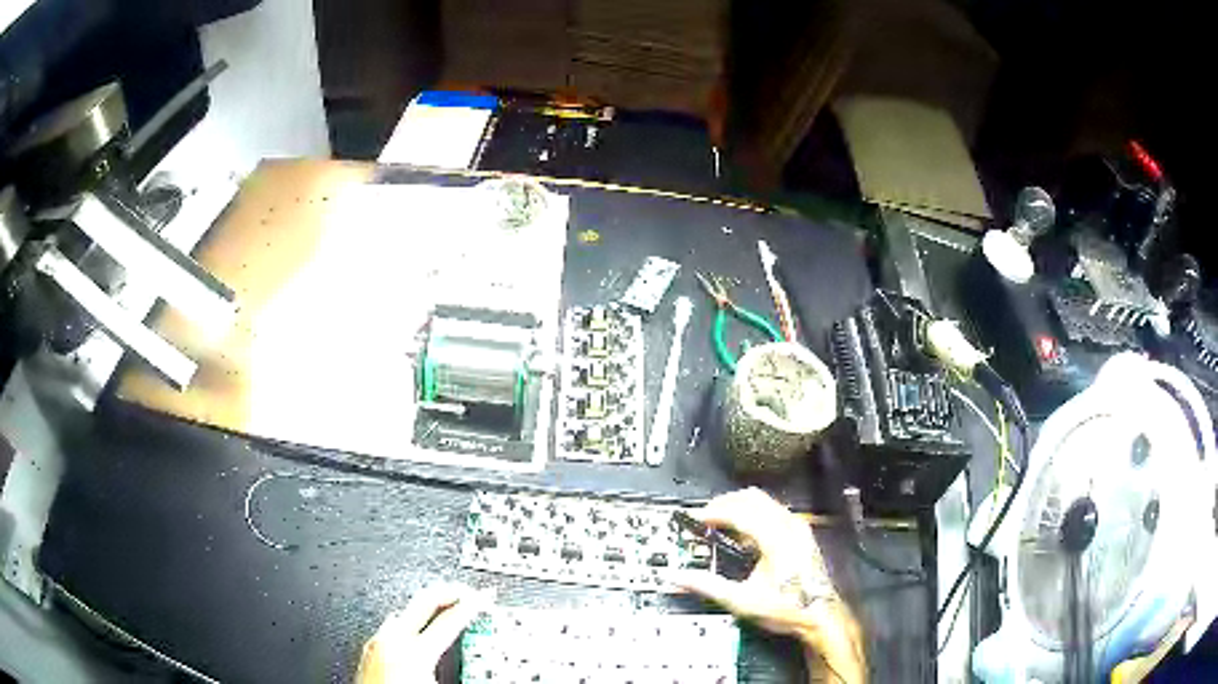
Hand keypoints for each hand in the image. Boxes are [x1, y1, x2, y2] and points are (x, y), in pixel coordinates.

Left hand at [356, 582, 494, 683]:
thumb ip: (464, 676)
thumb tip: (484, 671)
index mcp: (414, 651)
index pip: (451, 619)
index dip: (473, 605)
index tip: (485, 598)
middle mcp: (392, 641)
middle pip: (424, 601)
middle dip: (449, 592)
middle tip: (468, 592)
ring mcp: (377, 643)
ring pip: (404, 610)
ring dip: (428, 607)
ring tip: (445, 609)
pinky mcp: (368, 652)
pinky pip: (391, 626)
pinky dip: (409, 622)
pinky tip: (415, 631)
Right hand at [676, 488, 865, 683]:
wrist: (820, 615)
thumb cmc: (786, 608)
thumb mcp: (742, 601)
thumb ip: (707, 586)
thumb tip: (678, 577)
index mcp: (776, 539)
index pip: (740, 512)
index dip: (714, 512)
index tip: (695, 518)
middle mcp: (789, 526)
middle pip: (752, 498)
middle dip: (725, 504)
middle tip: (704, 517)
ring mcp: (798, 527)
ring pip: (764, 502)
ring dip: (739, 507)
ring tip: (720, 522)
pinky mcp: (801, 533)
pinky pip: (774, 510)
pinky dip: (753, 513)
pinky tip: (743, 533)